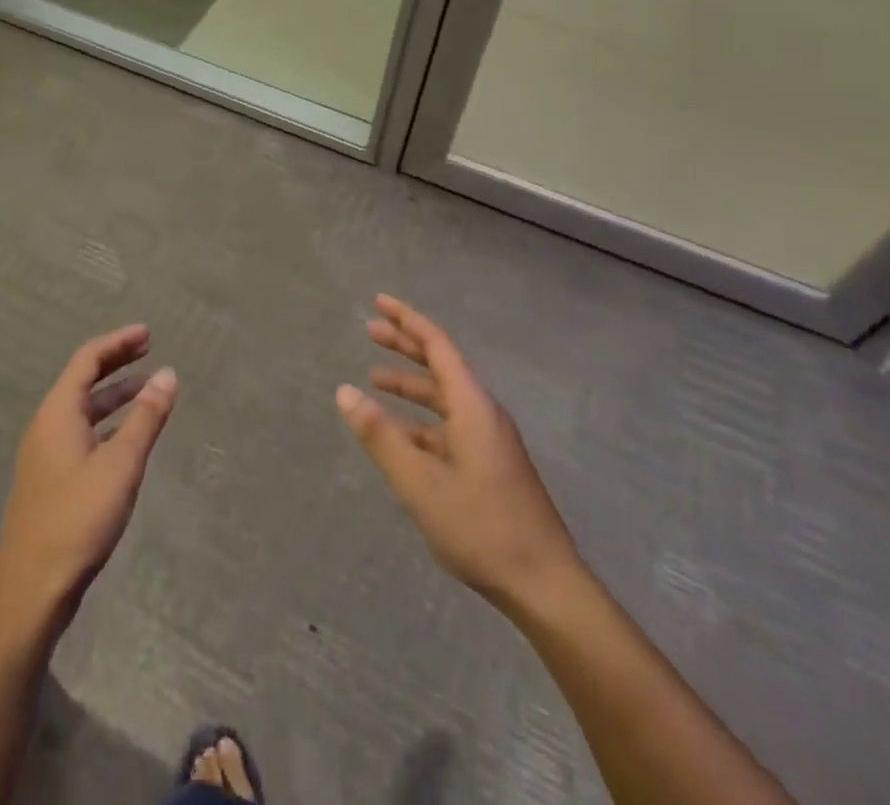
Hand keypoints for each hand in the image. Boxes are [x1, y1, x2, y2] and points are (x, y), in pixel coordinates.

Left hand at [0, 325, 177, 623]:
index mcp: (57, 414)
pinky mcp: (49, 481)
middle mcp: (46, 426)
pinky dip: (106, 423)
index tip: (148, 334)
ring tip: (148, 391)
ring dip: (114, 395)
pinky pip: (81, 433)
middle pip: (82, 380)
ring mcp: (44, 455)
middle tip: (149, 350)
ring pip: (82, 410)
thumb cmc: (78, 520)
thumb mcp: (121, 465)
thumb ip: (146, 418)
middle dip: (116, 362)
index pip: (87, 360)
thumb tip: (168, 374)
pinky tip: (127, 437)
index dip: (118, 342)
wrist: (32, 592)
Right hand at [337, 296, 584, 613]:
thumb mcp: (419, 482)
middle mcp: (483, 414)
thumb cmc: (481, 527)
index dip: (407, 320)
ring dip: (410, 385)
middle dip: (405, 345)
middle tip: (370, 330)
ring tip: (374, 381)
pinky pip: (448, 426)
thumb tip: (344, 392)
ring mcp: (489, 441)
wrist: (545, 586)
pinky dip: (420, 421)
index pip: (437, 345)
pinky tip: (398, 436)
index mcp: (472, 406)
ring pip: (444, 398)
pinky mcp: (490, 466)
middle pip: (441, 365)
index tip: (379, 302)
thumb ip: (380, 436)